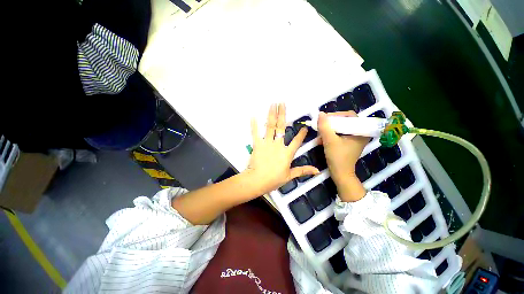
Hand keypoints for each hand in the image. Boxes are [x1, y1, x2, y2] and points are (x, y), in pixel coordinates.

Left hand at [244, 103, 319, 194]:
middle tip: (282, 103)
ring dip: (271, 114)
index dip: (301, 134)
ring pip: (270, 126)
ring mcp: (267, 143)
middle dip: (282, 114)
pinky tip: (253, 116)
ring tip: (272, 104)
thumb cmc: (274, 179)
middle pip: (281, 127)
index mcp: (287, 153)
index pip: (297, 141)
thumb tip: (317, 171)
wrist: (257, 180)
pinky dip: (254, 125)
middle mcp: (278, 145)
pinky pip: (255, 133)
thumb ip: (302, 171)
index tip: (304, 126)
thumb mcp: (289, 176)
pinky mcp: (257, 144)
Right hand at [318, 111, 368, 200]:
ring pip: (340, 128)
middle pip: (344, 122)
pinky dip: (330, 136)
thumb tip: (320, 114)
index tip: (325, 119)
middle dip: (330, 124)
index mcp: (360, 131)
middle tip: (321, 126)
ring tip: (319, 135)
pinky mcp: (348, 143)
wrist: (340, 174)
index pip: (350, 116)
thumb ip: (324, 127)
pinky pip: (338, 134)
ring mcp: (353, 139)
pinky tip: (321, 140)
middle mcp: (359, 133)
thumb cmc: (338, 157)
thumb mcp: (329, 140)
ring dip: (328, 130)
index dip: (337, 115)